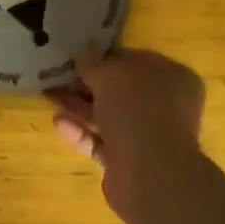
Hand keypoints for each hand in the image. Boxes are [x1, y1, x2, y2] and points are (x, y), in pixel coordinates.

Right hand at [49, 47, 206, 219]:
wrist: (149, 171)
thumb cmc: (136, 109)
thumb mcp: (110, 75)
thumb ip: (94, 63)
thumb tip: (85, 52)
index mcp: (173, 77)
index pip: (137, 61)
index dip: (106, 59)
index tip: (77, 59)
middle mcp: (166, 106)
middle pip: (121, 92)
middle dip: (87, 86)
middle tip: (57, 79)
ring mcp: (149, 136)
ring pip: (109, 117)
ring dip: (80, 108)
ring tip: (50, 99)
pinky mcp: (129, 161)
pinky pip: (102, 142)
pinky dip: (82, 133)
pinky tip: (59, 124)